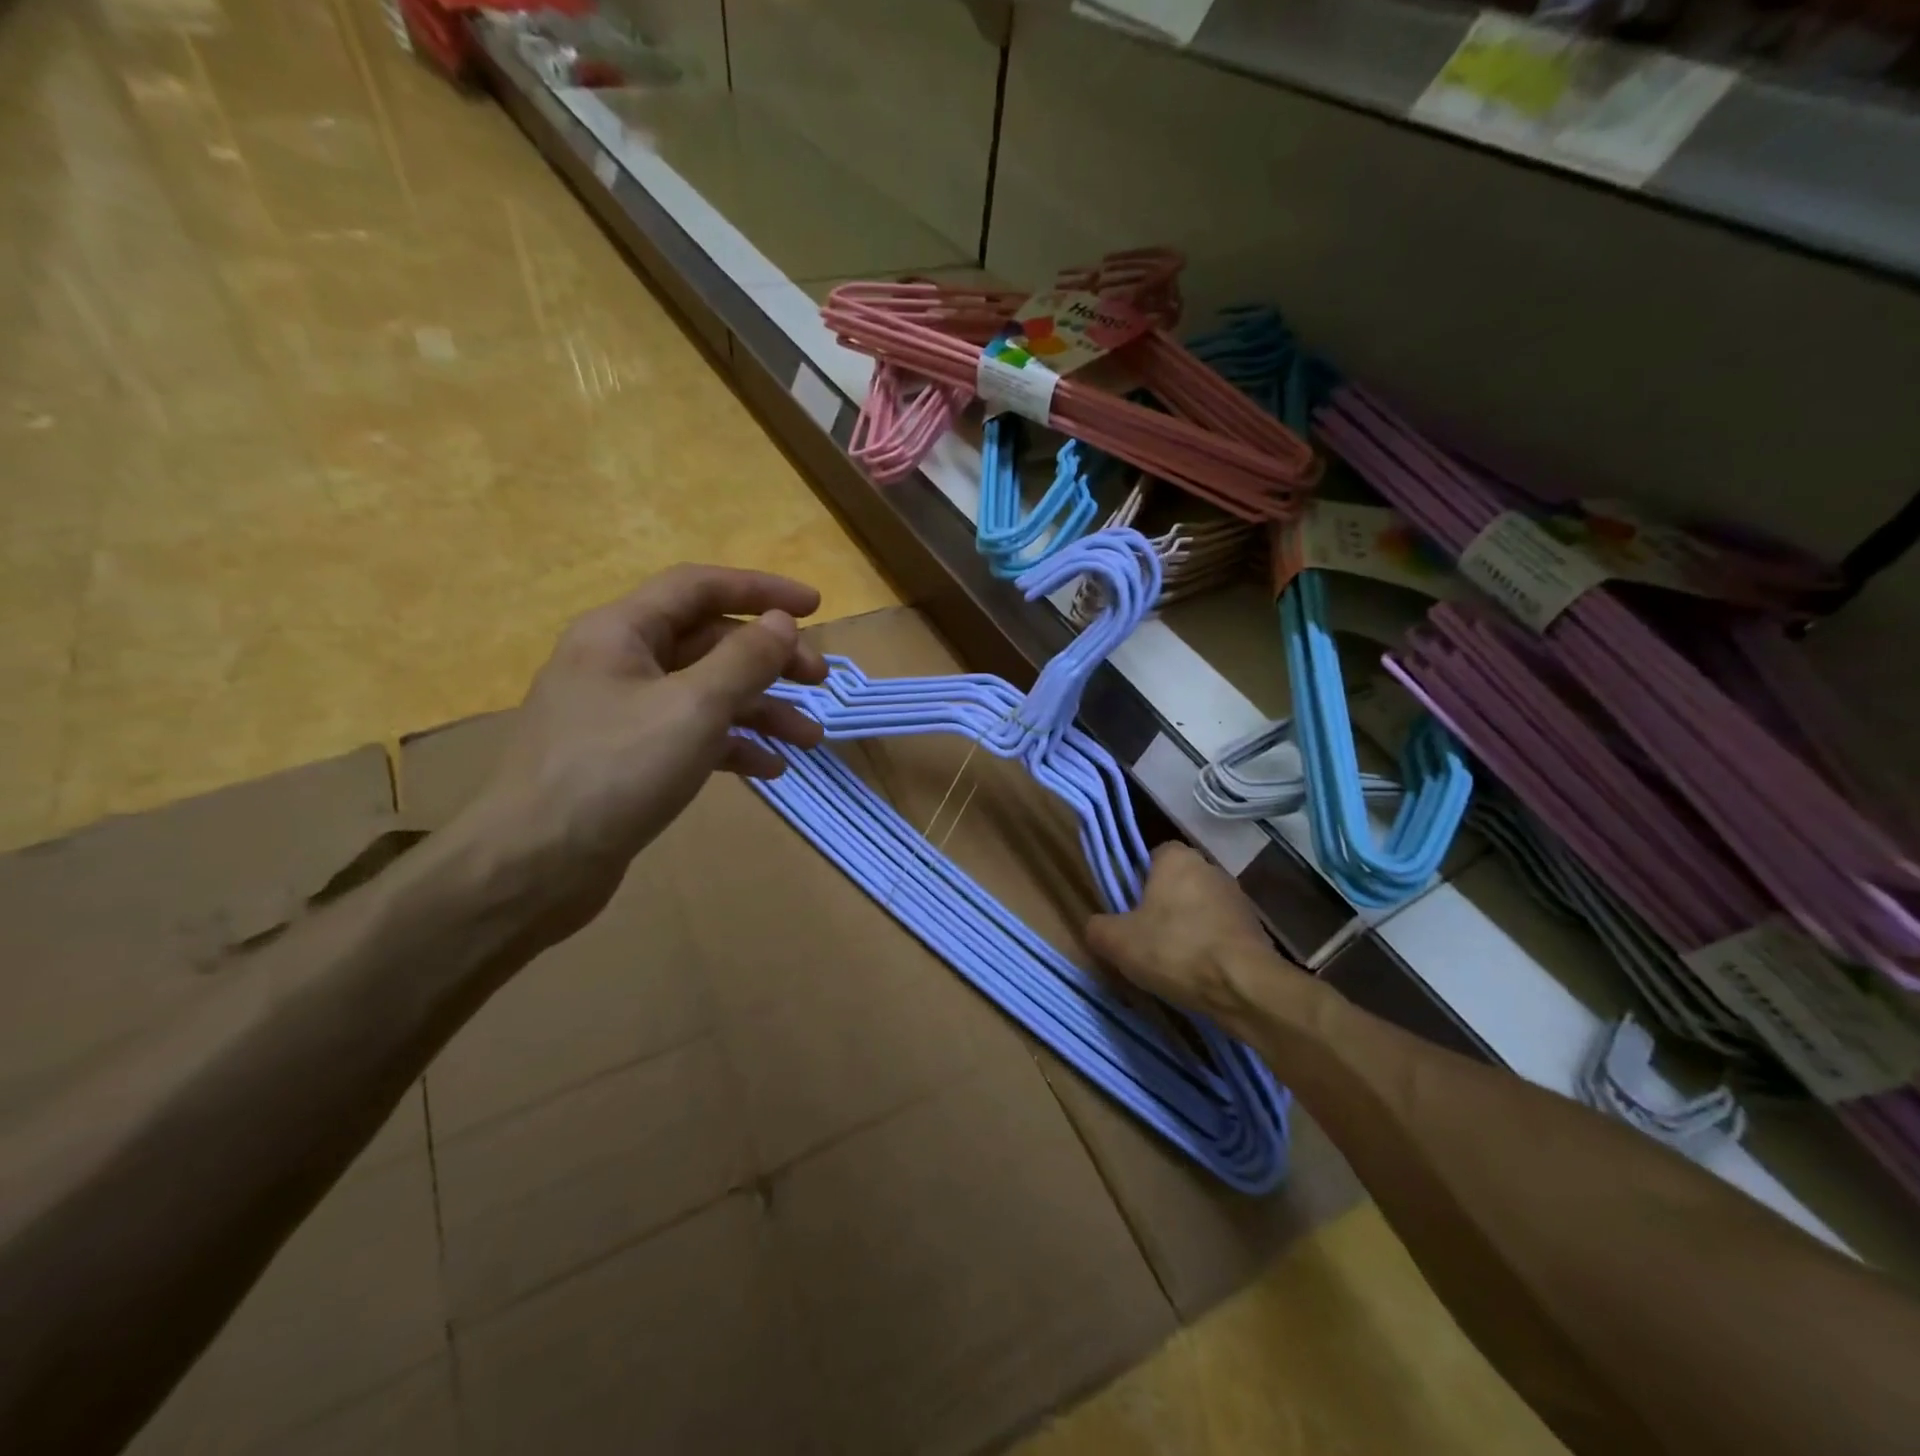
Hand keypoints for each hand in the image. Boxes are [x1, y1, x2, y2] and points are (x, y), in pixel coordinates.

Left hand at [457, 565, 828, 936]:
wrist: (534, 865)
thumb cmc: (615, 770)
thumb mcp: (693, 707)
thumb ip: (744, 660)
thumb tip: (781, 622)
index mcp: (622, 632)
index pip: (699, 588)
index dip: (761, 589)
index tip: (815, 606)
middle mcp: (620, 662)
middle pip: (709, 642)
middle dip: (769, 660)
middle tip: (819, 680)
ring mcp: (623, 713)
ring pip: (706, 693)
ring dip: (761, 710)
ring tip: (809, 738)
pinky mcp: (629, 758)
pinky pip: (691, 735)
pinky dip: (733, 745)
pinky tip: (770, 770)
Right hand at [1086, 844, 1286, 1028]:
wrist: (1243, 987)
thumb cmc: (1174, 949)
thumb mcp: (1117, 941)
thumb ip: (1098, 928)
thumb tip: (1097, 926)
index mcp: (1177, 859)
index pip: (1153, 855)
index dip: (1138, 879)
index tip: (1128, 907)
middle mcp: (1211, 869)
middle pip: (1177, 882)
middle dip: (1162, 904)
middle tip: (1144, 936)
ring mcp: (1238, 899)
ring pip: (1200, 908)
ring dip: (1187, 927)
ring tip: (1172, 961)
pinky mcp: (1256, 930)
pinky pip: (1221, 932)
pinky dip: (1209, 947)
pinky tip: (1197, 973)